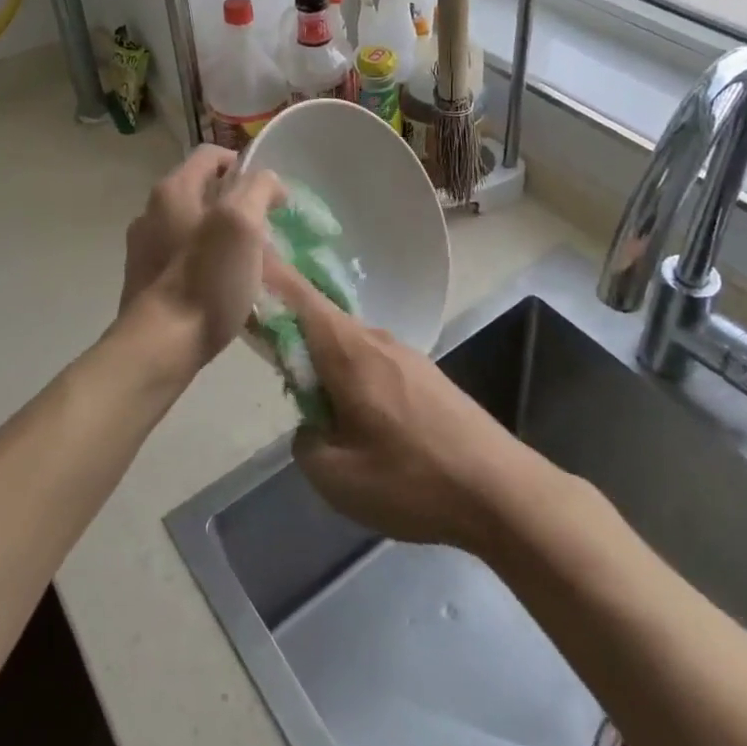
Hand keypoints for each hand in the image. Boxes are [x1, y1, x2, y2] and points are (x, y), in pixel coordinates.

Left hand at [110, 158, 286, 383]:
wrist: (160, 347)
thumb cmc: (206, 279)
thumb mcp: (243, 223)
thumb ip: (258, 189)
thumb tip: (268, 184)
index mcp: (174, 189)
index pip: (212, 155)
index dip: (245, 166)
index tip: (270, 197)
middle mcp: (151, 210)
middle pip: (202, 191)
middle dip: (236, 203)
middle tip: (264, 232)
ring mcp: (143, 246)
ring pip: (192, 225)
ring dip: (220, 234)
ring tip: (247, 262)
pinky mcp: (144, 279)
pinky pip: (181, 256)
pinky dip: (203, 261)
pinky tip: (220, 286)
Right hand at [285, 272, 532, 552]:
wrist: (501, 491)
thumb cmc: (413, 480)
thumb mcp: (337, 478)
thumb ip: (306, 441)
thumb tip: (312, 423)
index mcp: (349, 351)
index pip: (298, 296)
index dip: (269, 273)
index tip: (245, 255)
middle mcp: (376, 339)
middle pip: (321, 320)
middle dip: (291, 329)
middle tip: (267, 356)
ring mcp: (405, 354)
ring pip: (348, 344)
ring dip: (324, 360)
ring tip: (316, 404)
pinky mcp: (425, 376)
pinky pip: (372, 362)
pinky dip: (351, 375)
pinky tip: (358, 417)